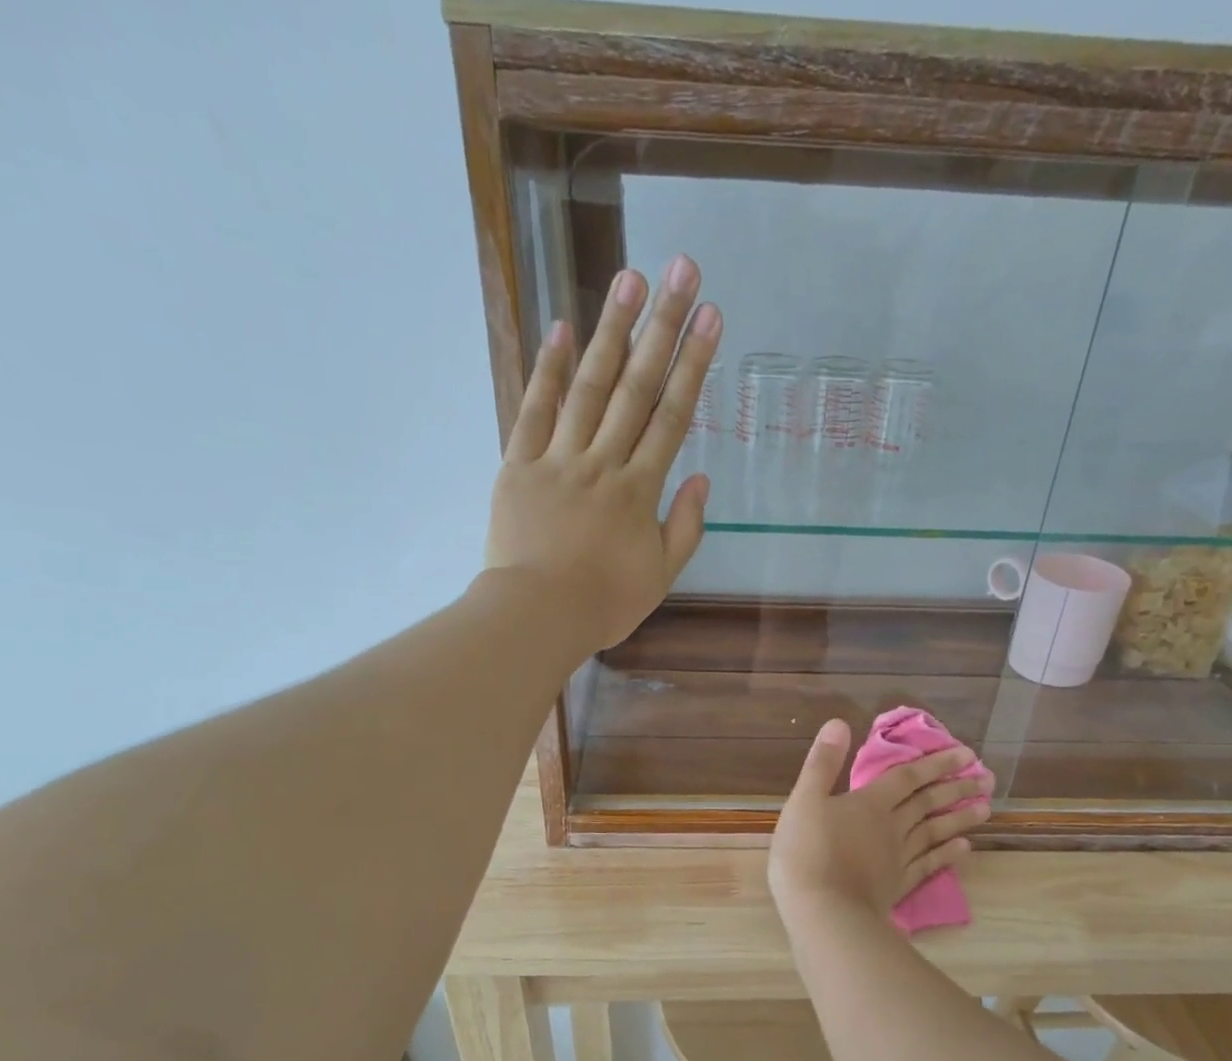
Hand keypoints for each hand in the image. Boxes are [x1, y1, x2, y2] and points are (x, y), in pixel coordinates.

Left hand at [484, 255, 721, 654]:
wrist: (537, 617)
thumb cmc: (603, 603)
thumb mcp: (660, 576)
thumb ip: (684, 527)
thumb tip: (700, 477)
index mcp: (639, 491)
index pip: (672, 417)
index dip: (694, 365)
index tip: (711, 319)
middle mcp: (602, 463)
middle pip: (636, 388)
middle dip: (663, 328)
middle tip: (681, 272)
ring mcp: (558, 460)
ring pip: (589, 388)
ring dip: (611, 332)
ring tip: (630, 280)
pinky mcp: (519, 465)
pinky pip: (535, 411)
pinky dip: (549, 370)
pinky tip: (563, 329)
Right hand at [768, 719, 991, 925]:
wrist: (823, 912)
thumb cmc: (807, 852)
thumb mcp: (804, 800)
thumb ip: (822, 763)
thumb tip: (839, 723)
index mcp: (870, 803)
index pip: (908, 777)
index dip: (935, 763)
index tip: (966, 753)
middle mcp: (893, 826)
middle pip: (929, 803)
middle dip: (956, 787)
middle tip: (987, 778)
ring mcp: (899, 858)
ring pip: (935, 832)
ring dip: (960, 818)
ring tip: (986, 808)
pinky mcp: (899, 885)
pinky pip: (929, 864)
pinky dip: (948, 855)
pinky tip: (964, 849)